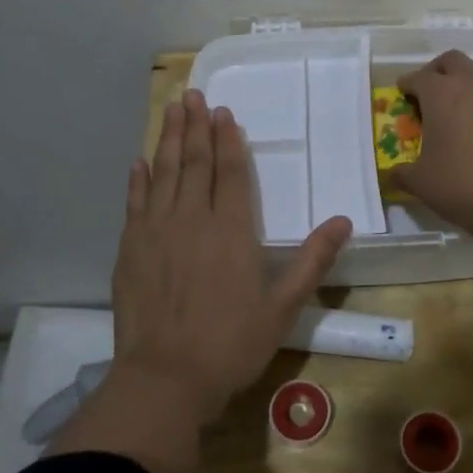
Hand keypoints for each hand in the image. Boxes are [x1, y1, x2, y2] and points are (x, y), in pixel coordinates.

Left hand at [111, 89, 351, 422]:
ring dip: (169, 139)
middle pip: (195, 163)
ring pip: (164, 173)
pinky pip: (134, 202)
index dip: (228, 141)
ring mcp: (156, 231)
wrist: (165, 378)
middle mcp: (192, 219)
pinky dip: (138, 179)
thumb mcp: (283, 307)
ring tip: (172, 109)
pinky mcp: (130, 248)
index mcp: (231, 230)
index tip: (225, 114)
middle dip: (196, 126)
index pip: (230, 172)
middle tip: (194, 95)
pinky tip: (140, 162)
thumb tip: (343, 220)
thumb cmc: (231, 344)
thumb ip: (312, 260)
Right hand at [390, 50, 472, 236]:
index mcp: (440, 93)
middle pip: (451, 61)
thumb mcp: (420, 182)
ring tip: (449, 115)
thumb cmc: (460, 183)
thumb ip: (401, 173)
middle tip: (425, 95)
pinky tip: (472, 131)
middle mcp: (470, 86)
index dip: (406, 85)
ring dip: (460, 87)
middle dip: (435, 72)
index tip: (400, 96)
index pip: (418, 77)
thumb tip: (391, 174)